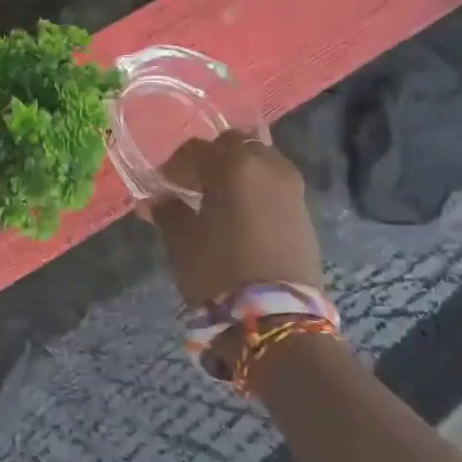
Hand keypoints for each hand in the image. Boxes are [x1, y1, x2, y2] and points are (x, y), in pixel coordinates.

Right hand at [144, 131, 325, 305]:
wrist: (276, 317)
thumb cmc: (219, 272)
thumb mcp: (182, 242)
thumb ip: (168, 212)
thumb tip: (156, 200)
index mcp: (232, 166)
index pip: (196, 149)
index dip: (175, 164)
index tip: (162, 183)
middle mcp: (266, 165)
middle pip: (235, 144)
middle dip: (212, 158)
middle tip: (192, 183)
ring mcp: (291, 187)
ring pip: (259, 160)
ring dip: (238, 171)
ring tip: (219, 198)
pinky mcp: (304, 210)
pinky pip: (274, 183)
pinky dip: (256, 188)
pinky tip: (241, 213)